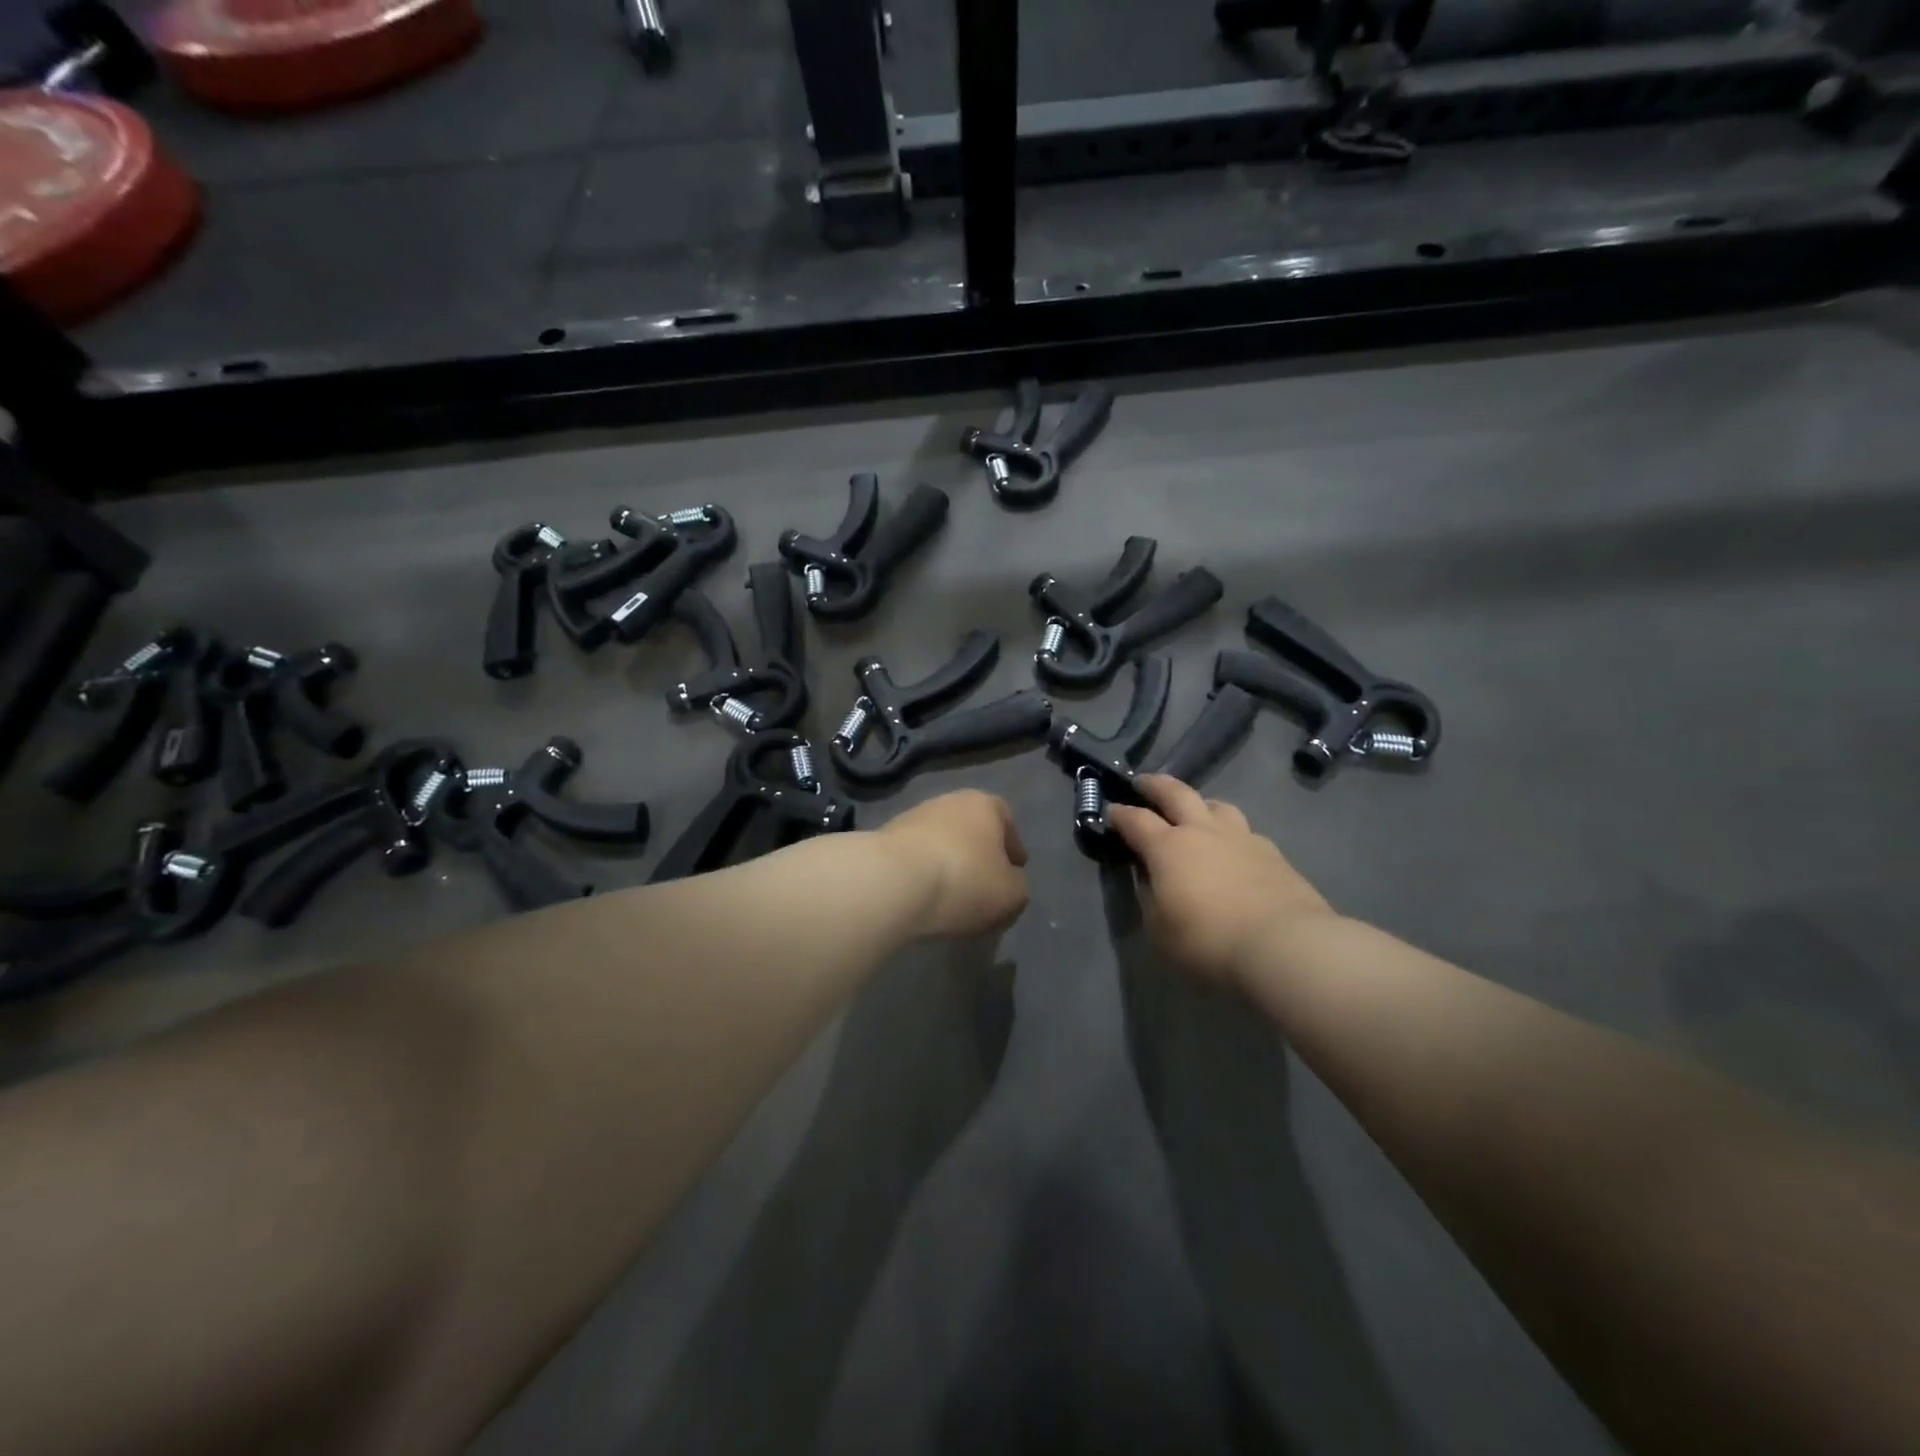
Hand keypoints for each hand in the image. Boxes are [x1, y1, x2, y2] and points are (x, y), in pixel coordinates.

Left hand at [878, 790, 1029, 939]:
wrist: (891, 883)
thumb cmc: (963, 881)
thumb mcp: (1011, 895)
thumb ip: (1017, 887)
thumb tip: (1007, 883)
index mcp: (984, 805)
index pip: (1005, 819)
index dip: (1013, 846)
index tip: (1015, 870)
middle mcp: (948, 802)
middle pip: (970, 828)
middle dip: (979, 854)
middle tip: (984, 885)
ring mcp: (911, 818)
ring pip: (940, 842)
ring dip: (948, 864)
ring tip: (952, 897)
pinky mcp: (883, 841)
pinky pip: (914, 859)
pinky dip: (922, 875)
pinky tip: (924, 898)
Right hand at [1107, 775, 1333, 983]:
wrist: (1285, 946)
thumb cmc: (1209, 941)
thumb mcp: (1160, 930)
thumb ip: (1150, 898)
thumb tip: (1149, 879)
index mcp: (1168, 847)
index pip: (1135, 820)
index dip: (1119, 814)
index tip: (1110, 811)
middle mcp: (1203, 831)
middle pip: (1176, 793)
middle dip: (1155, 785)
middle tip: (1143, 783)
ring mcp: (1242, 838)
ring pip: (1217, 805)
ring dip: (1199, 803)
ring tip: (1195, 811)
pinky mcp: (1273, 853)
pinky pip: (1245, 832)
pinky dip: (1231, 834)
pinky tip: (1234, 850)